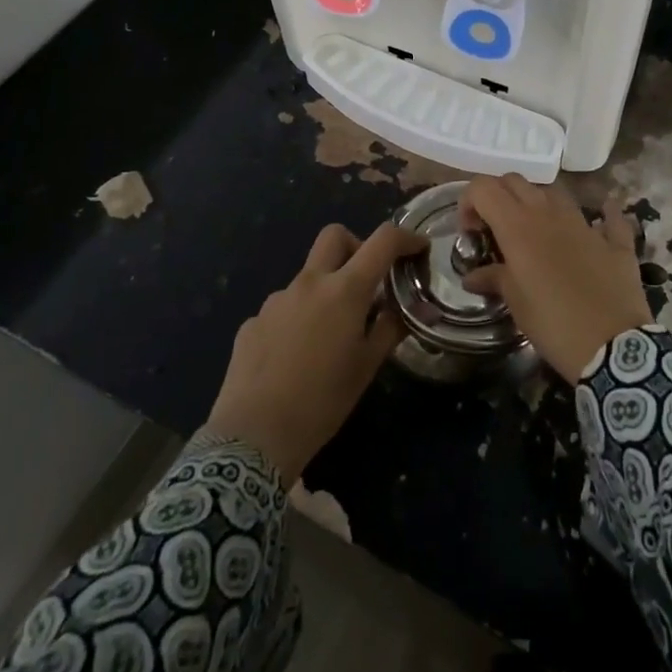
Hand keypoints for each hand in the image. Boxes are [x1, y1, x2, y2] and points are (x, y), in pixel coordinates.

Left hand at [203, 222, 423, 482]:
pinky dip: (297, 319)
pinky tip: (295, 357)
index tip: (418, 249)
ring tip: (328, 336)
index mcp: (344, 290)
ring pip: (308, 276)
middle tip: (366, 281)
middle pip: (334, 236)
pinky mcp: (253, 321)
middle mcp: (309, 283)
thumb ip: (389, 329)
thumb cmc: (323, 401)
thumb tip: (404, 310)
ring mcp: (276, 300)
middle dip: (356, 245)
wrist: (254, 436)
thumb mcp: (367, 367)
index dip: (406, 237)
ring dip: (325, 290)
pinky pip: (283, 308)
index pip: (382, 241)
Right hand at [459, 176, 651, 379]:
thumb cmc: (553, 323)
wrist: (612, 347)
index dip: (470, 202)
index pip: (483, 187)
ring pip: (555, 191)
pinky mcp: (615, 240)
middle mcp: (549, 213)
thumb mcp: (515, 303)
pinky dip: (600, 215)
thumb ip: (493, 278)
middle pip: (516, 181)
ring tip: (535, 233)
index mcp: (518, 226)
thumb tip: (473, 276)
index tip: (471, 232)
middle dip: (499, 196)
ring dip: (539, 203)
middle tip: (496, 229)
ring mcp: (585, 223)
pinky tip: (597, 223)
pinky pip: (608, 216)